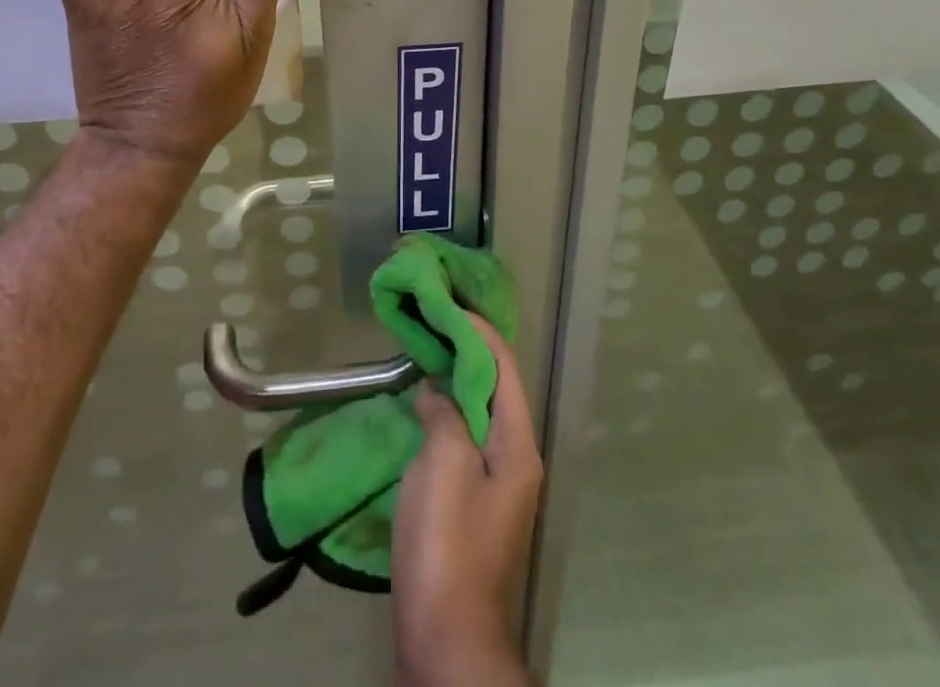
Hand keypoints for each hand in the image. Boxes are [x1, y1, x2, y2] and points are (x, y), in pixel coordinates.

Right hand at [392, 317, 541, 686]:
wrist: (446, 638)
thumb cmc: (447, 543)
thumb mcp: (444, 465)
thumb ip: (446, 414)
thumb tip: (438, 389)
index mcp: (517, 445)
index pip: (504, 368)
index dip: (479, 331)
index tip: (450, 302)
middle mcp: (515, 458)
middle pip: (495, 387)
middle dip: (467, 351)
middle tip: (433, 320)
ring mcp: (495, 483)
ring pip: (478, 412)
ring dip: (455, 379)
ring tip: (425, 350)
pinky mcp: (472, 502)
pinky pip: (463, 437)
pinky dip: (445, 411)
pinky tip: (421, 405)